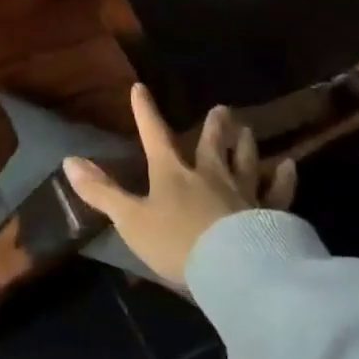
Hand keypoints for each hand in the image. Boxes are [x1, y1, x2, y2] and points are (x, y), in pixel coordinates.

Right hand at [64, 84, 297, 285]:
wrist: (234, 270)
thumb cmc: (176, 242)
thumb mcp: (130, 220)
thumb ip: (101, 192)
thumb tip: (68, 160)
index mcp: (172, 173)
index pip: (154, 135)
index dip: (145, 112)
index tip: (140, 88)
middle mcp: (209, 175)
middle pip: (212, 144)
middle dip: (214, 126)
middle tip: (222, 109)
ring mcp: (243, 193)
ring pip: (246, 162)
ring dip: (246, 145)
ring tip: (249, 131)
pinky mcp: (269, 215)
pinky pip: (278, 192)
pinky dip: (283, 179)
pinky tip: (289, 167)